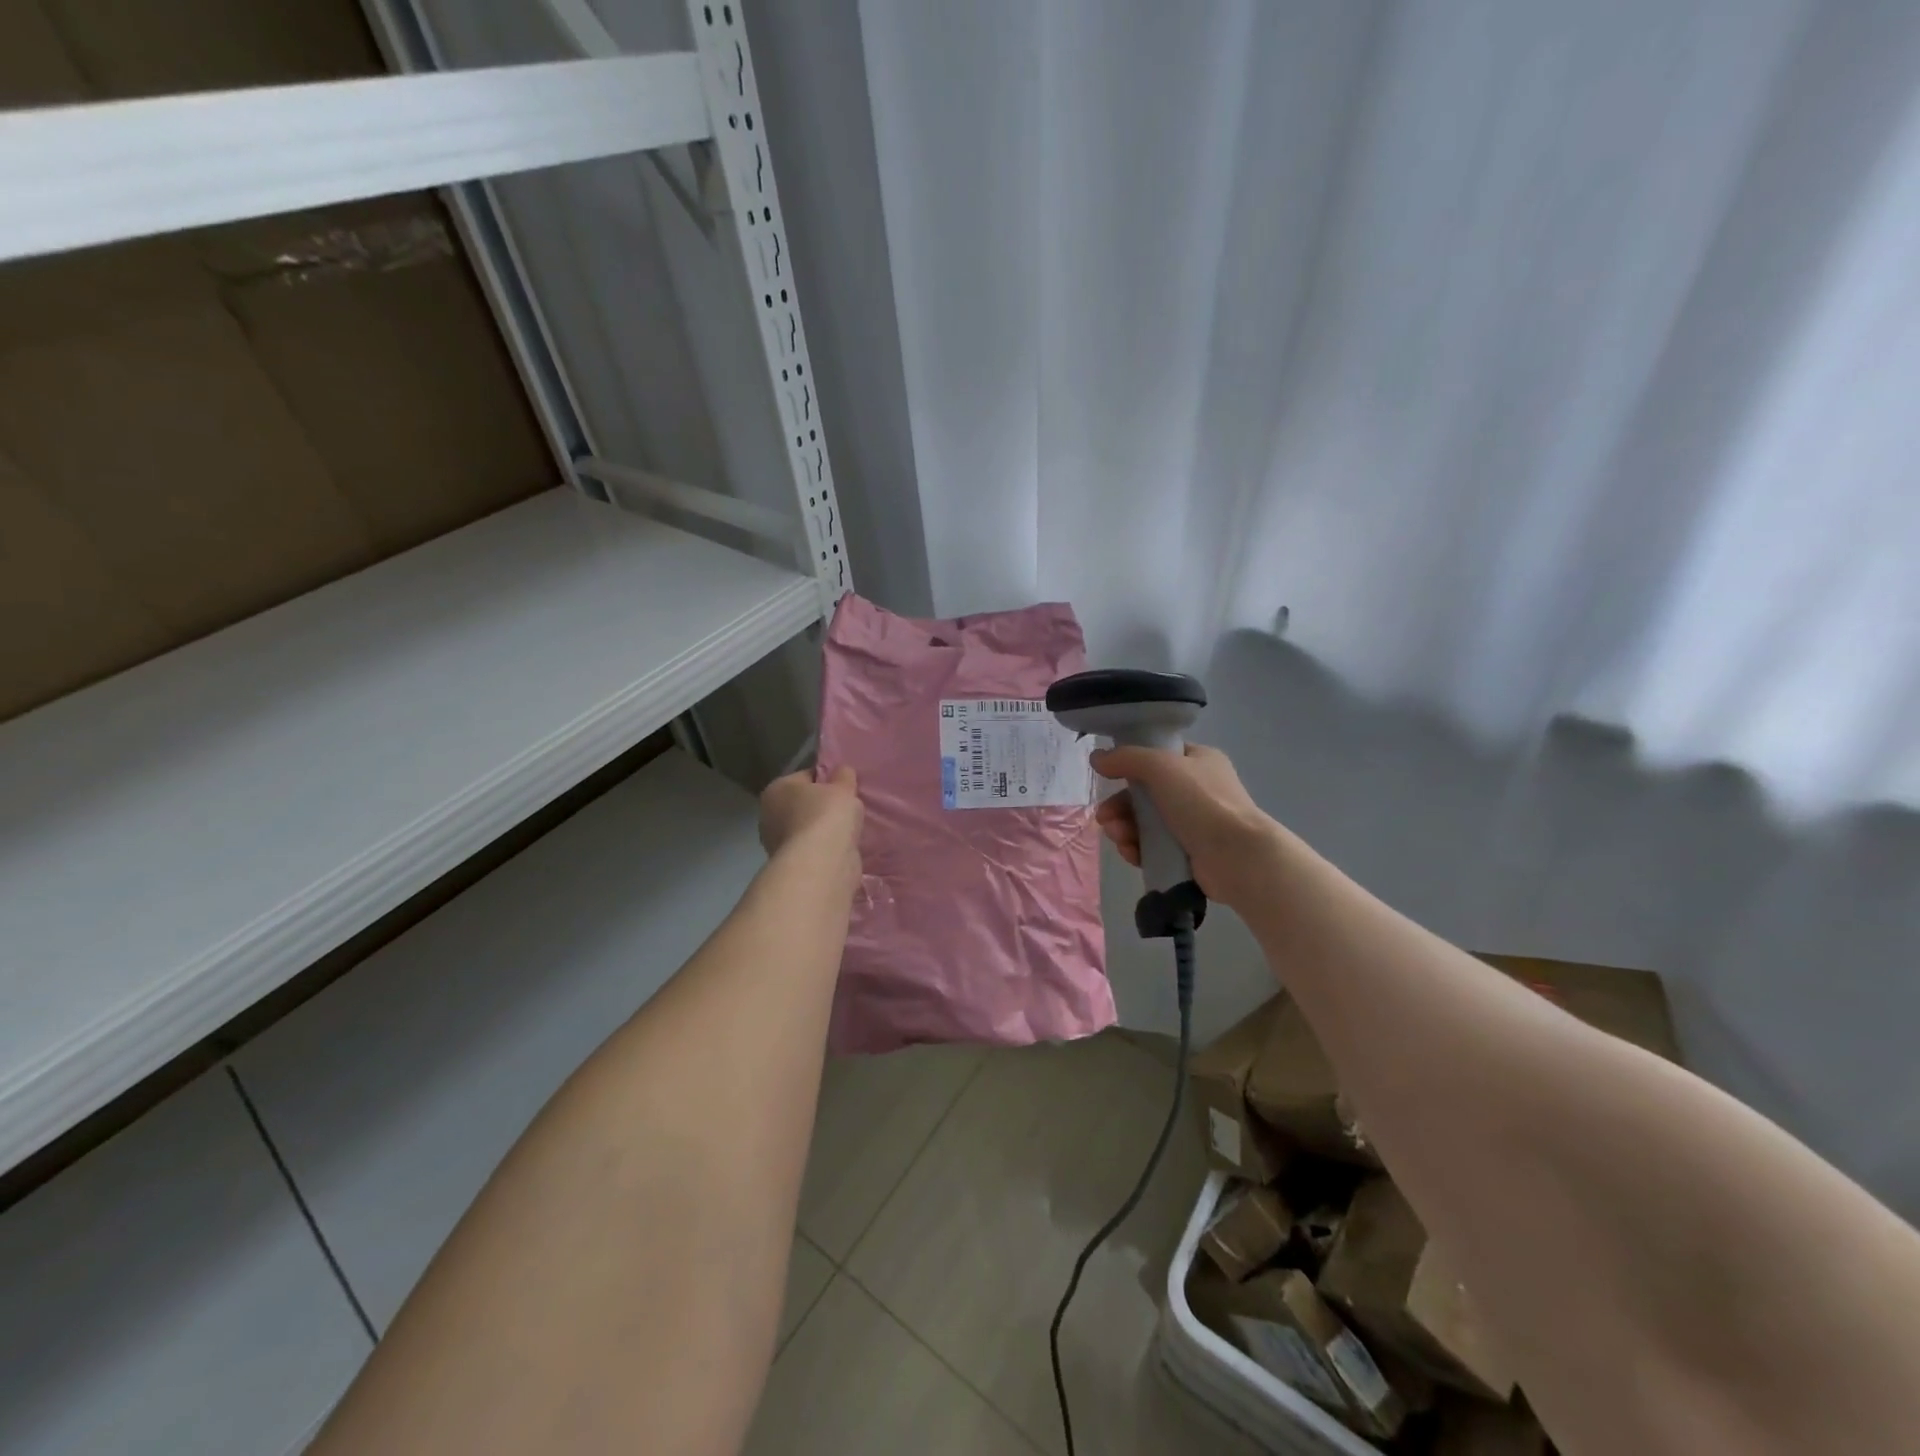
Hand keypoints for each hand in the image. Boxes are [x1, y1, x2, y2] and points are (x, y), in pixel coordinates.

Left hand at [758, 766, 862, 871]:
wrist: (821, 863)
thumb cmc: (827, 815)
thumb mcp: (842, 787)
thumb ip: (843, 776)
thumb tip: (842, 772)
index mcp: (776, 789)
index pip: (805, 776)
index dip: (827, 779)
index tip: (846, 786)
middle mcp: (770, 815)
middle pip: (804, 804)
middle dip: (824, 807)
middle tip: (849, 808)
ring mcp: (778, 844)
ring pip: (809, 829)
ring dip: (826, 830)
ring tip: (850, 830)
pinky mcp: (792, 866)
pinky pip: (814, 849)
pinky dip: (827, 849)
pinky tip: (844, 848)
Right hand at [1090, 742, 1279, 909]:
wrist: (1237, 856)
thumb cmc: (1202, 802)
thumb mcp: (1161, 766)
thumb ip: (1126, 758)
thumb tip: (1096, 758)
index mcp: (1198, 761)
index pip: (1157, 756)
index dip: (1131, 765)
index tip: (1108, 777)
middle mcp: (1196, 790)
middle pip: (1144, 793)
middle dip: (1120, 806)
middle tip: (1105, 818)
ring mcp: (1193, 824)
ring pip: (1145, 822)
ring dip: (1124, 828)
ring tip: (1118, 837)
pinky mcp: (1187, 854)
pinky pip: (1152, 847)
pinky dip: (1137, 848)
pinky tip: (1130, 853)